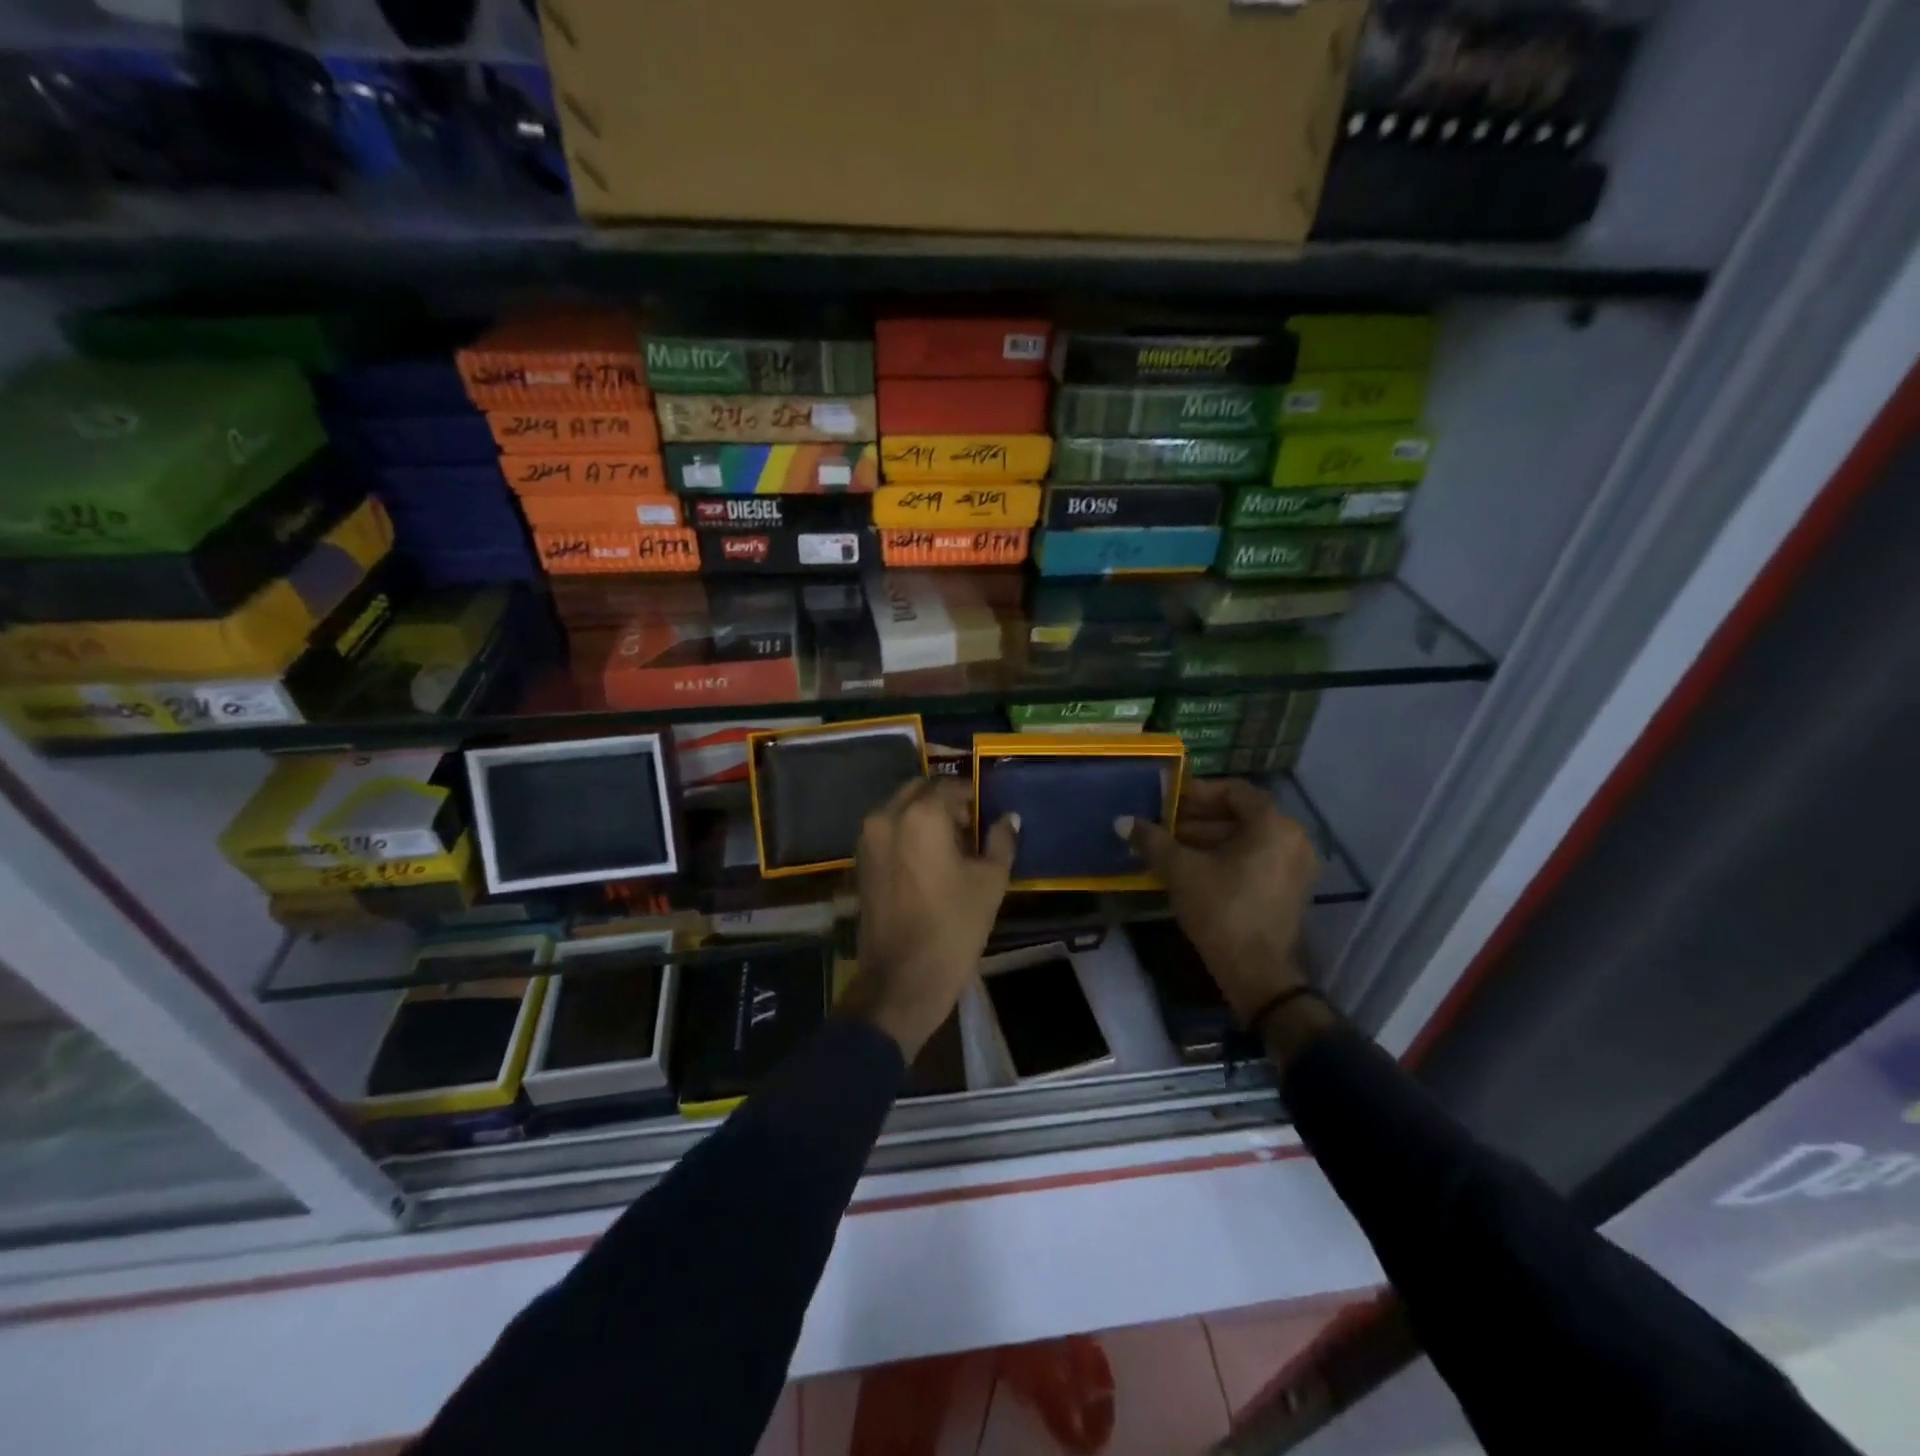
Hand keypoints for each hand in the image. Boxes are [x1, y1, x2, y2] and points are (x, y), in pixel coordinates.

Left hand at [848, 778, 1017, 1059]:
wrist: (902, 978)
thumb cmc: (953, 927)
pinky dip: (907, 832)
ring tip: (951, 846)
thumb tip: (1008, 818)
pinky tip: (929, 861)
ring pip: (899, 809)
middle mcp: (887, 817)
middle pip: (919, 791)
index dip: (972, 795)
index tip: (987, 812)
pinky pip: (887, 830)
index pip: (950, 786)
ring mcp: (868, 839)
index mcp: (921, 815)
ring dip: (924, 816)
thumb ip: (1000, 841)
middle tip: (969, 827)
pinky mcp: (860, 861)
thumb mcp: (990, 882)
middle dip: (945, 801)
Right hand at [1119, 778, 1318, 1025]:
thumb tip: (1122, 821)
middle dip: (1199, 817)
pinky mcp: (1290, 889)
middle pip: (1241, 814)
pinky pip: (1256, 858)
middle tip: (1164, 824)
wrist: (1256, 972)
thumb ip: (1153, 840)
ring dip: (1209, 838)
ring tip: (1171, 847)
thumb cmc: (1221, 908)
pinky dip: (1227, 857)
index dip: (1197, 792)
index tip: (1168, 801)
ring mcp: (1296, 865)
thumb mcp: (1181, 870)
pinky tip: (1192, 868)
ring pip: (1247, 838)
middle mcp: (1293, 837)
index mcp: (1273, 823)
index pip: (1233, 790)